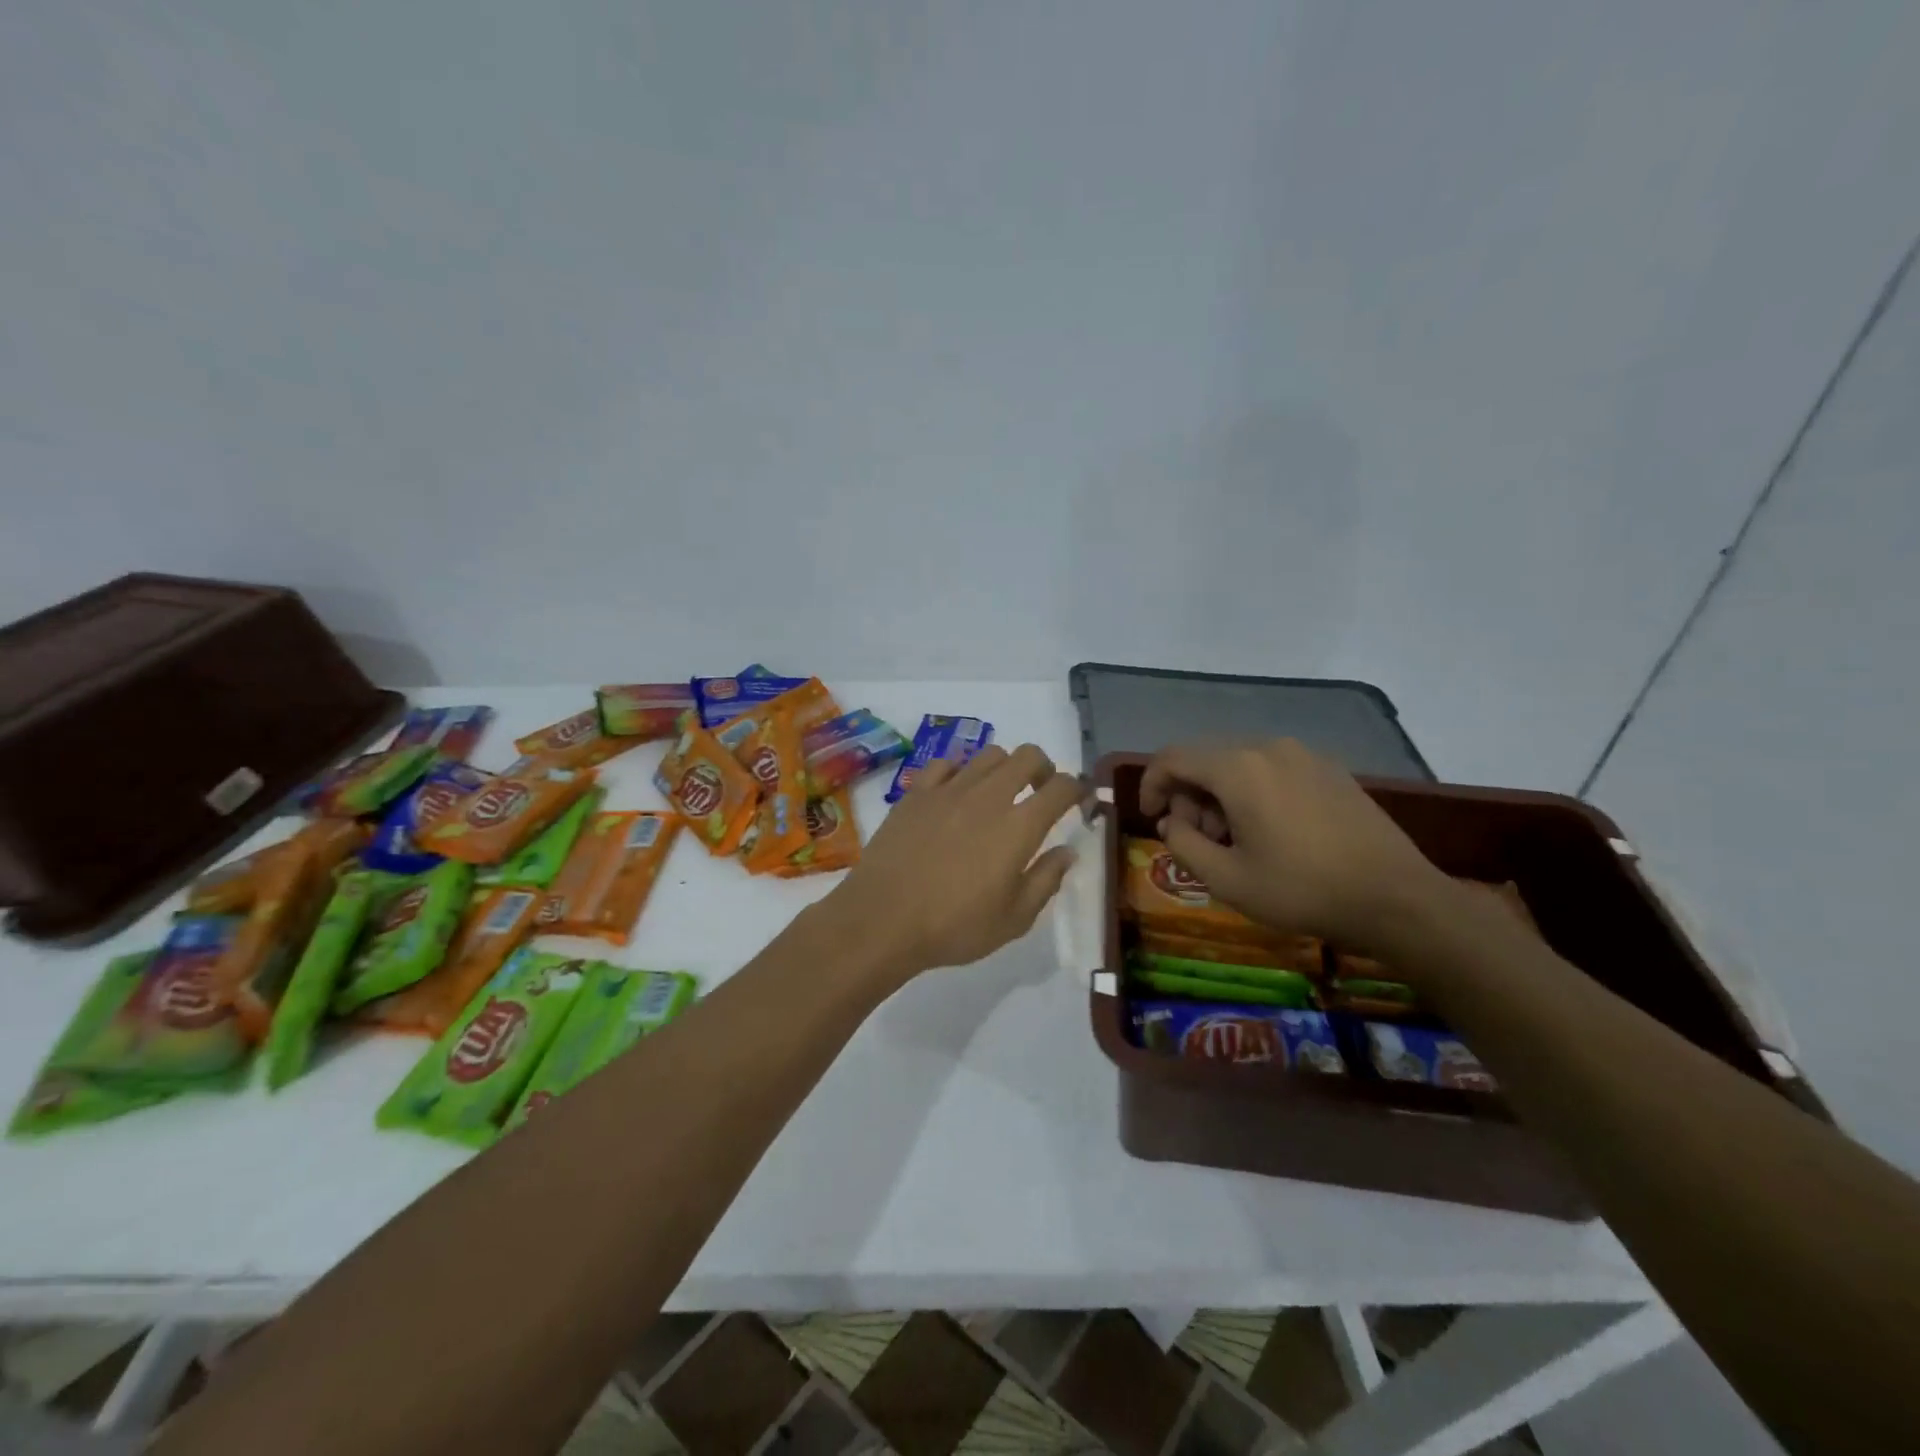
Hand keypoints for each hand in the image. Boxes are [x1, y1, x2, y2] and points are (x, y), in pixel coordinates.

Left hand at [817, 744, 1086, 984]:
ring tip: (997, 795)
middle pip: (1027, 755)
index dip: (1077, 789)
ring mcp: (948, 789)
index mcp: (1019, 826)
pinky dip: (959, 772)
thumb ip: (1046, 880)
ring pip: (988, 755)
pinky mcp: (916, 792)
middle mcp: (988, 796)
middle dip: (1043, 768)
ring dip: (1003, 769)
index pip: (1061, 787)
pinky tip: (955, 795)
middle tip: (1040, 792)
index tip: (1077, 802)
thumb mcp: (1014, 919)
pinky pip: (945, 764)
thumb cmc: (954, 926)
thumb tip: (1067, 852)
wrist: (882, 919)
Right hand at [1139, 739, 1454, 953]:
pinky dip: (1252, 792)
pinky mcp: (1329, 769)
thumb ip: (1183, 845)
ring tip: (1233, 841)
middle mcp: (1268, 748)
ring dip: (1220, 796)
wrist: (1397, 899)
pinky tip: (1269, 832)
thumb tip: (1172, 823)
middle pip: (1205, 759)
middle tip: (1197, 841)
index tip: (1152, 819)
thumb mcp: (1227, 879)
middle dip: (1188, 797)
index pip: (1172, 758)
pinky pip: (1272, 770)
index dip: (1150, 785)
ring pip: (1239, 764)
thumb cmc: (1303, 890)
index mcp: (1238, 768)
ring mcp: (1304, 755)